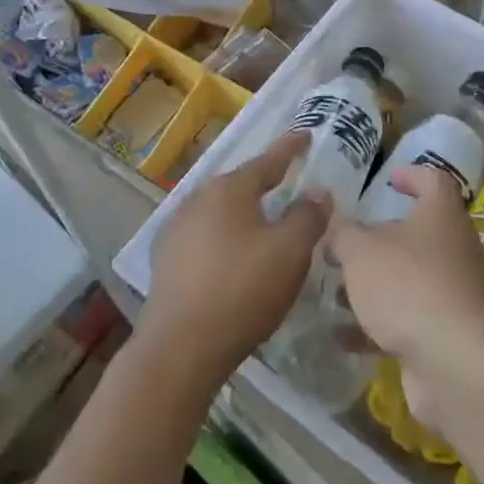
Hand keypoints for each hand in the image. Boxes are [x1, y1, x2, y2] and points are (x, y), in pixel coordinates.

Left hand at [142, 133, 327, 389]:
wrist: (180, 348)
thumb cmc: (242, 290)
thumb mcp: (290, 252)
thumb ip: (308, 216)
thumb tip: (318, 191)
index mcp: (229, 189)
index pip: (268, 160)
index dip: (291, 148)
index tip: (305, 134)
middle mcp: (198, 199)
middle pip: (240, 185)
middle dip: (265, 184)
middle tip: (288, 184)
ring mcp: (176, 230)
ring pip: (220, 212)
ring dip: (243, 215)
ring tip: (264, 224)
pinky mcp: (166, 261)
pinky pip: (205, 237)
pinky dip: (225, 239)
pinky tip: (233, 258)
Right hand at [327, 166, 483, 396]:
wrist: (456, 363)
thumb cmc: (408, 286)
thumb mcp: (361, 252)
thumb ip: (343, 233)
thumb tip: (334, 219)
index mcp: (441, 216)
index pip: (433, 181)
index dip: (412, 176)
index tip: (389, 180)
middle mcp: (455, 248)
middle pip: (418, 233)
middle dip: (379, 241)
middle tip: (345, 247)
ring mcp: (455, 293)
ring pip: (411, 279)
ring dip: (375, 285)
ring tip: (336, 292)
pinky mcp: (448, 333)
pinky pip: (410, 319)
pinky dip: (378, 325)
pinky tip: (343, 336)